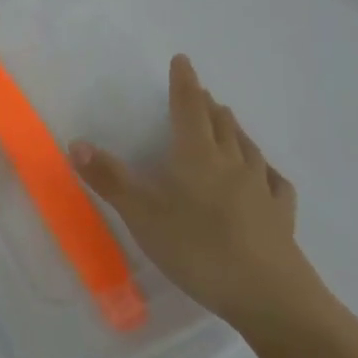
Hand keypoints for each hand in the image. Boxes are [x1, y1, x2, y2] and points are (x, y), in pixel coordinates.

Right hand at [71, 56, 316, 334]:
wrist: (271, 297)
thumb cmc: (198, 249)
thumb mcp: (142, 215)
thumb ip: (109, 179)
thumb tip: (76, 142)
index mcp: (196, 155)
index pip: (188, 107)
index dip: (184, 83)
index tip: (183, 60)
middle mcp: (231, 162)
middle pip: (219, 123)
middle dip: (207, 105)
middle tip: (200, 94)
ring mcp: (261, 189)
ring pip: (247, 147)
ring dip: (234, 129)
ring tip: (227, 122)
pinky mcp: (282, 217)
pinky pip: (274, 182)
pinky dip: (266, 170)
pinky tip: (267, 175)